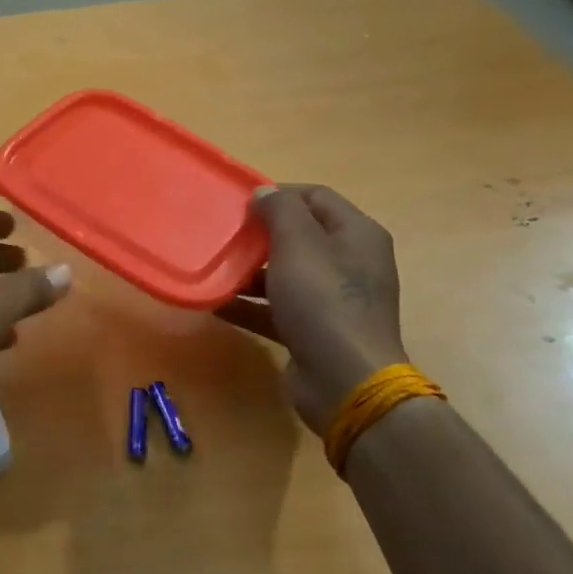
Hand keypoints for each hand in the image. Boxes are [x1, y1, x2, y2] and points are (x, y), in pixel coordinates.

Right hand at [216, 185, 407, 435]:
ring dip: (251, 271)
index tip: (241, 203)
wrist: (345, 381)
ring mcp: (334, 299)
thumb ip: (280, 210)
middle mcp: (350, 262)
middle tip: (226, 234)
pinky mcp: (316, 330)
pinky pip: (278, 308)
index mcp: (357, 234)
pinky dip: (251, 304)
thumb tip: (265, 192)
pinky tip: (216, 303)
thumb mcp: (298, 244)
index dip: (279, 194)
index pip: (316, 196)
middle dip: (261, 234)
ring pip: (287, 273)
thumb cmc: (323, 301)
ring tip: (216, 268)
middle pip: (301, 235)